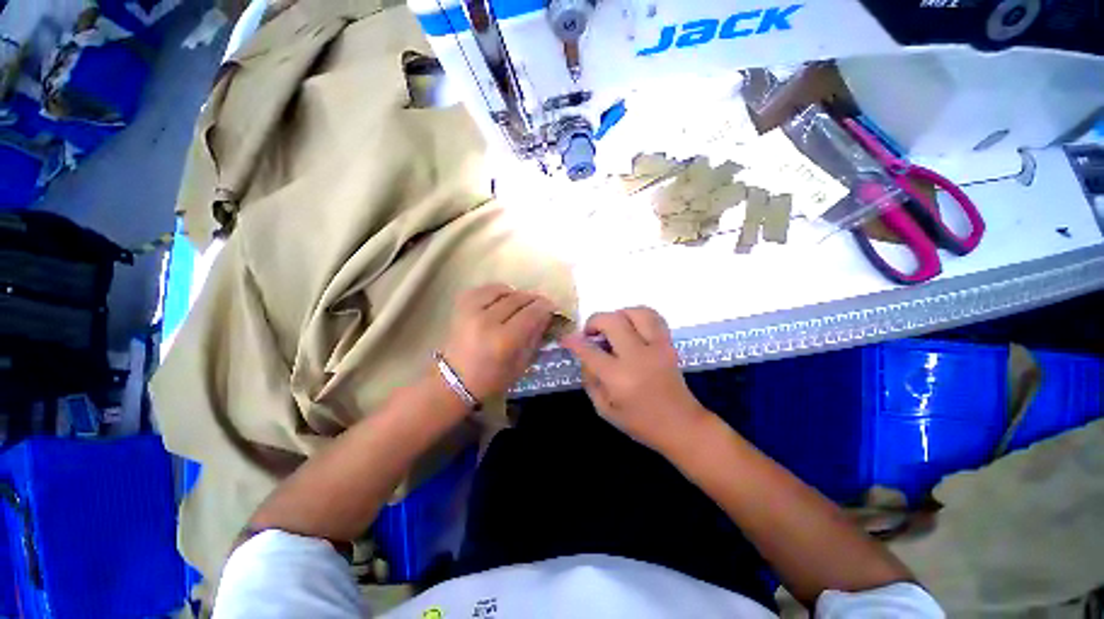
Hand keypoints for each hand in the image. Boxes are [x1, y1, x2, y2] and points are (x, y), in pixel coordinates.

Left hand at [439, 284, 555, 402]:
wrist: (453, 381)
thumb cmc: (491, 379)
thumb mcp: (520, 364)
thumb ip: (534, 337)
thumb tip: (546, 316)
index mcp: (503, 340)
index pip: (530, 314)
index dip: (545, 307)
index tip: (553, 306)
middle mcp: (486, 321)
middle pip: (517, 299)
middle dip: (533, 299)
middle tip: (541, 304)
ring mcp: (471, 311)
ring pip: (502, 290)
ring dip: (516, 294)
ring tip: (521, 303)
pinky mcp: (460, 306)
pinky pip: (484, 289)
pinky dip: (498, 291)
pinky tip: (503, 299)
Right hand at [560, 307, 710, 452]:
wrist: (681, 425)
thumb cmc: (639, 422)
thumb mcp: (604, 408)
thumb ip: (590, 379)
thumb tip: (584, 355)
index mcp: (619, 377)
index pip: (589, 350)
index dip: (573, 341)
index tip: (566, 338)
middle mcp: (637, 357)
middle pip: (612, 321)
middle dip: (594, 322)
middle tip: (591, 334)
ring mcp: (657, 347)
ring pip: (635, 313)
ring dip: (618, 315)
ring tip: (612, 328)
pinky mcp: (669, 344)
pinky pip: (654, 317)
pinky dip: (638, 315)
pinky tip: (631, 327)